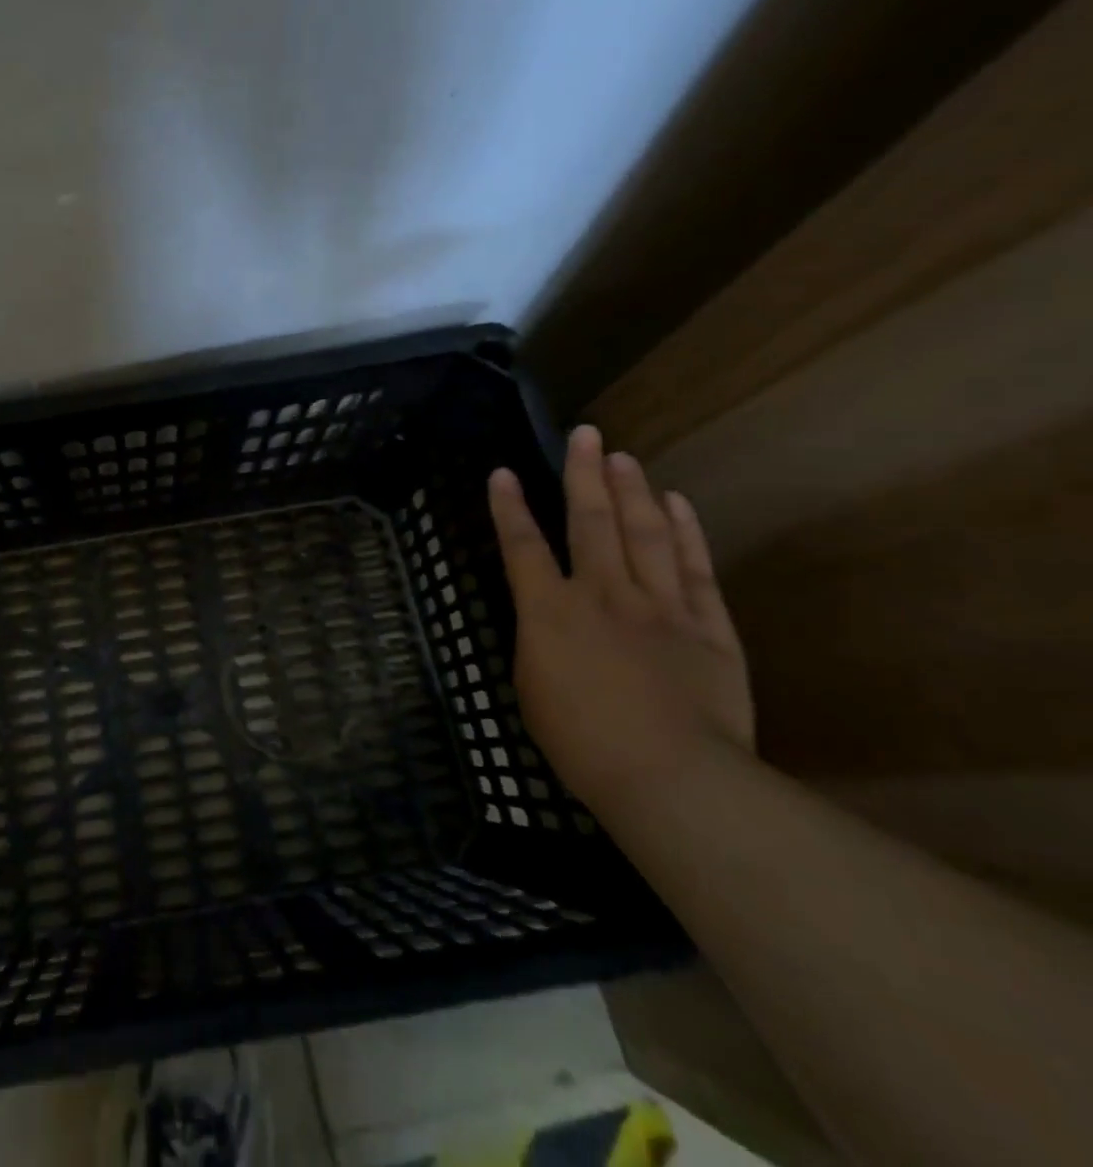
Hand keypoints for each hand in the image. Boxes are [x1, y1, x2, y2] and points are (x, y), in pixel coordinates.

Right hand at [487, 425, 752, 814]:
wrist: (670, 777)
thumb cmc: (581, 742)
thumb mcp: (532, 689)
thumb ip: (538, 642)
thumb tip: (547, 618)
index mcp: (549, 612)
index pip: (522, 546)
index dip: (509, 507)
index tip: (503, 472)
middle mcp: (602, 594)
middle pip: (590, 521)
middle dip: (583, 474)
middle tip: (586, 434)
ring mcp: (660, 606)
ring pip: (644, 533)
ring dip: (632, 491)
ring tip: (624, 457)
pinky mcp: (708, 627)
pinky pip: (694, 569)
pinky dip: (686, 532)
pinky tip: (678, 503)